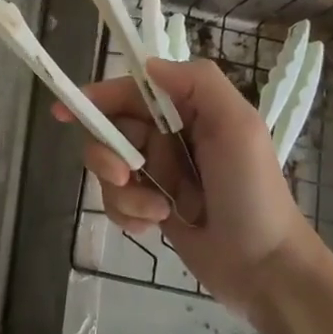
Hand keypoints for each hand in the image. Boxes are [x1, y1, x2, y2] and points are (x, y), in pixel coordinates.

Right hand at [56, 59, 324, 318]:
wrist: (267, 269)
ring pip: (109, 168)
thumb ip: (197, 83)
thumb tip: (147, 65)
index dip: (98, 97)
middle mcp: (168, 136)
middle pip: (111, 130)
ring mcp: (158, 173)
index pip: (131, 92)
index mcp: (188, 110)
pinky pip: (116, 201)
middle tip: (125, 174)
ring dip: (124, 191)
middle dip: (109, 152)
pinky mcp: (151, 206)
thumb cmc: (253, 191)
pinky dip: (128, 212)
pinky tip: (153, 226)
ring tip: (156, 210)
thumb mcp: (238, 125)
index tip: (66, 111)